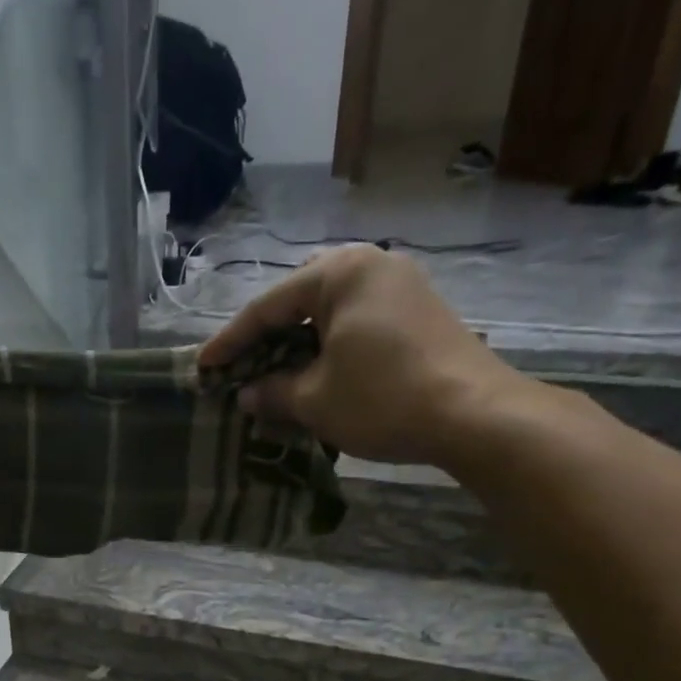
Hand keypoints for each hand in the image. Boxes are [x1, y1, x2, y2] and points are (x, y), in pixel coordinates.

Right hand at [198, 245, 528, 465]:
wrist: (475, 416)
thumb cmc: (383, 399)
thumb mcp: (315, 400)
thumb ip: (274, 392)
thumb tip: (248, 396)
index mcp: (341, 273)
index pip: (268, 306)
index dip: (231, 342)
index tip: (204, 368)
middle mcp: (373, 265)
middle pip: (301, 299)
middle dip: (268, 335)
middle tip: (243, 366)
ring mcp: (402, 286)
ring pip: (331, 311)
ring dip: (300, 342)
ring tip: (276, 373)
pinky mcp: (420, 312)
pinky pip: (359, 322)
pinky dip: (331, 346)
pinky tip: (319, 373)